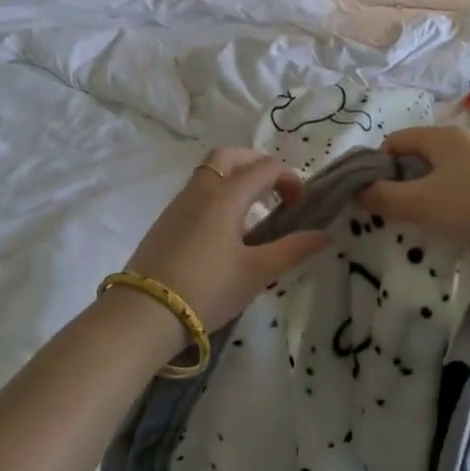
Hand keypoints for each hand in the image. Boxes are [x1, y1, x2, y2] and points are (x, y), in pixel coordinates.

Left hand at [123, 148, 328, 332]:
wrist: (144, 313)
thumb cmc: (207, 289)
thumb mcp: (257, 272)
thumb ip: (293, 249)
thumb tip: (325, 234)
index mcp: (226, 195)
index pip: (264, 168)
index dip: (289, 179)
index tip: (301, 204)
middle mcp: (201, 190)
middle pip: (229, 157)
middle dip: (256, 164)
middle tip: (275, 189)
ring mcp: (178, 204)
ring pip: (209, 173)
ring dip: (235, 179)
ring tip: (252, 212)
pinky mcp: (164, 222)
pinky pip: (196, 193)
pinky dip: (217, 195)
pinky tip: (224, 231)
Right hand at [359, 126, 469, 256]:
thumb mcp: (421, 205)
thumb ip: (383, 197)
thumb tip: (358, 191)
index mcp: (441, 136)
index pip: (394, 142)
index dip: (377, 167)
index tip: (375, 197)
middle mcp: (463, 138)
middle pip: (418, 155)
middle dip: (402, 181)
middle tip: (398, 212)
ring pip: (441, 170)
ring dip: (427, 191)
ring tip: (427, 220)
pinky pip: (463, 180)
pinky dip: (451, 197)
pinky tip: (459, 220)